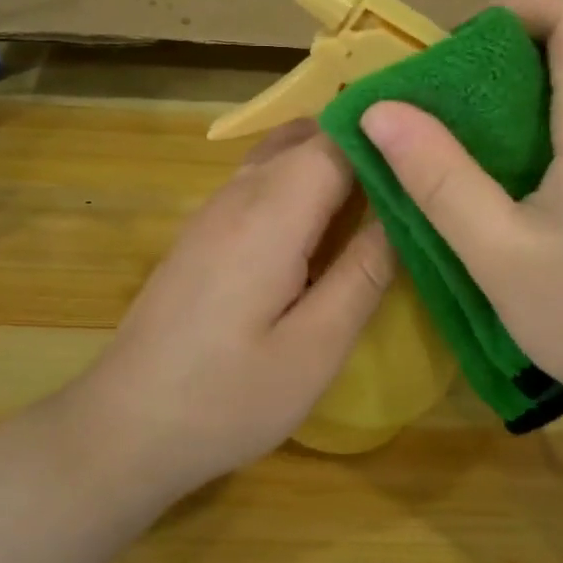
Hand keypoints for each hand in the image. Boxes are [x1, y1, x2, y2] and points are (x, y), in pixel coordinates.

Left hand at [71, 120, 393, 499]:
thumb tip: (408, 207)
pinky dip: (302, 185)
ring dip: (332, 164)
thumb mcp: (315, 348)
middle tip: (420, 177)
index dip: (390, 136)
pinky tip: (327, 228)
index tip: (437, 149)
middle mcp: (240, 193)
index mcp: (272, 212)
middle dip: (365, 144)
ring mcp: (214, 210)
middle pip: (310, 137)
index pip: (340, 137)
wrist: (125, 427)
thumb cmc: (227, 398)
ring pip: (283, 155)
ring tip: (385, 198)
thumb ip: (366, 272)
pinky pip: (262, 183)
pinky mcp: (203, 232)